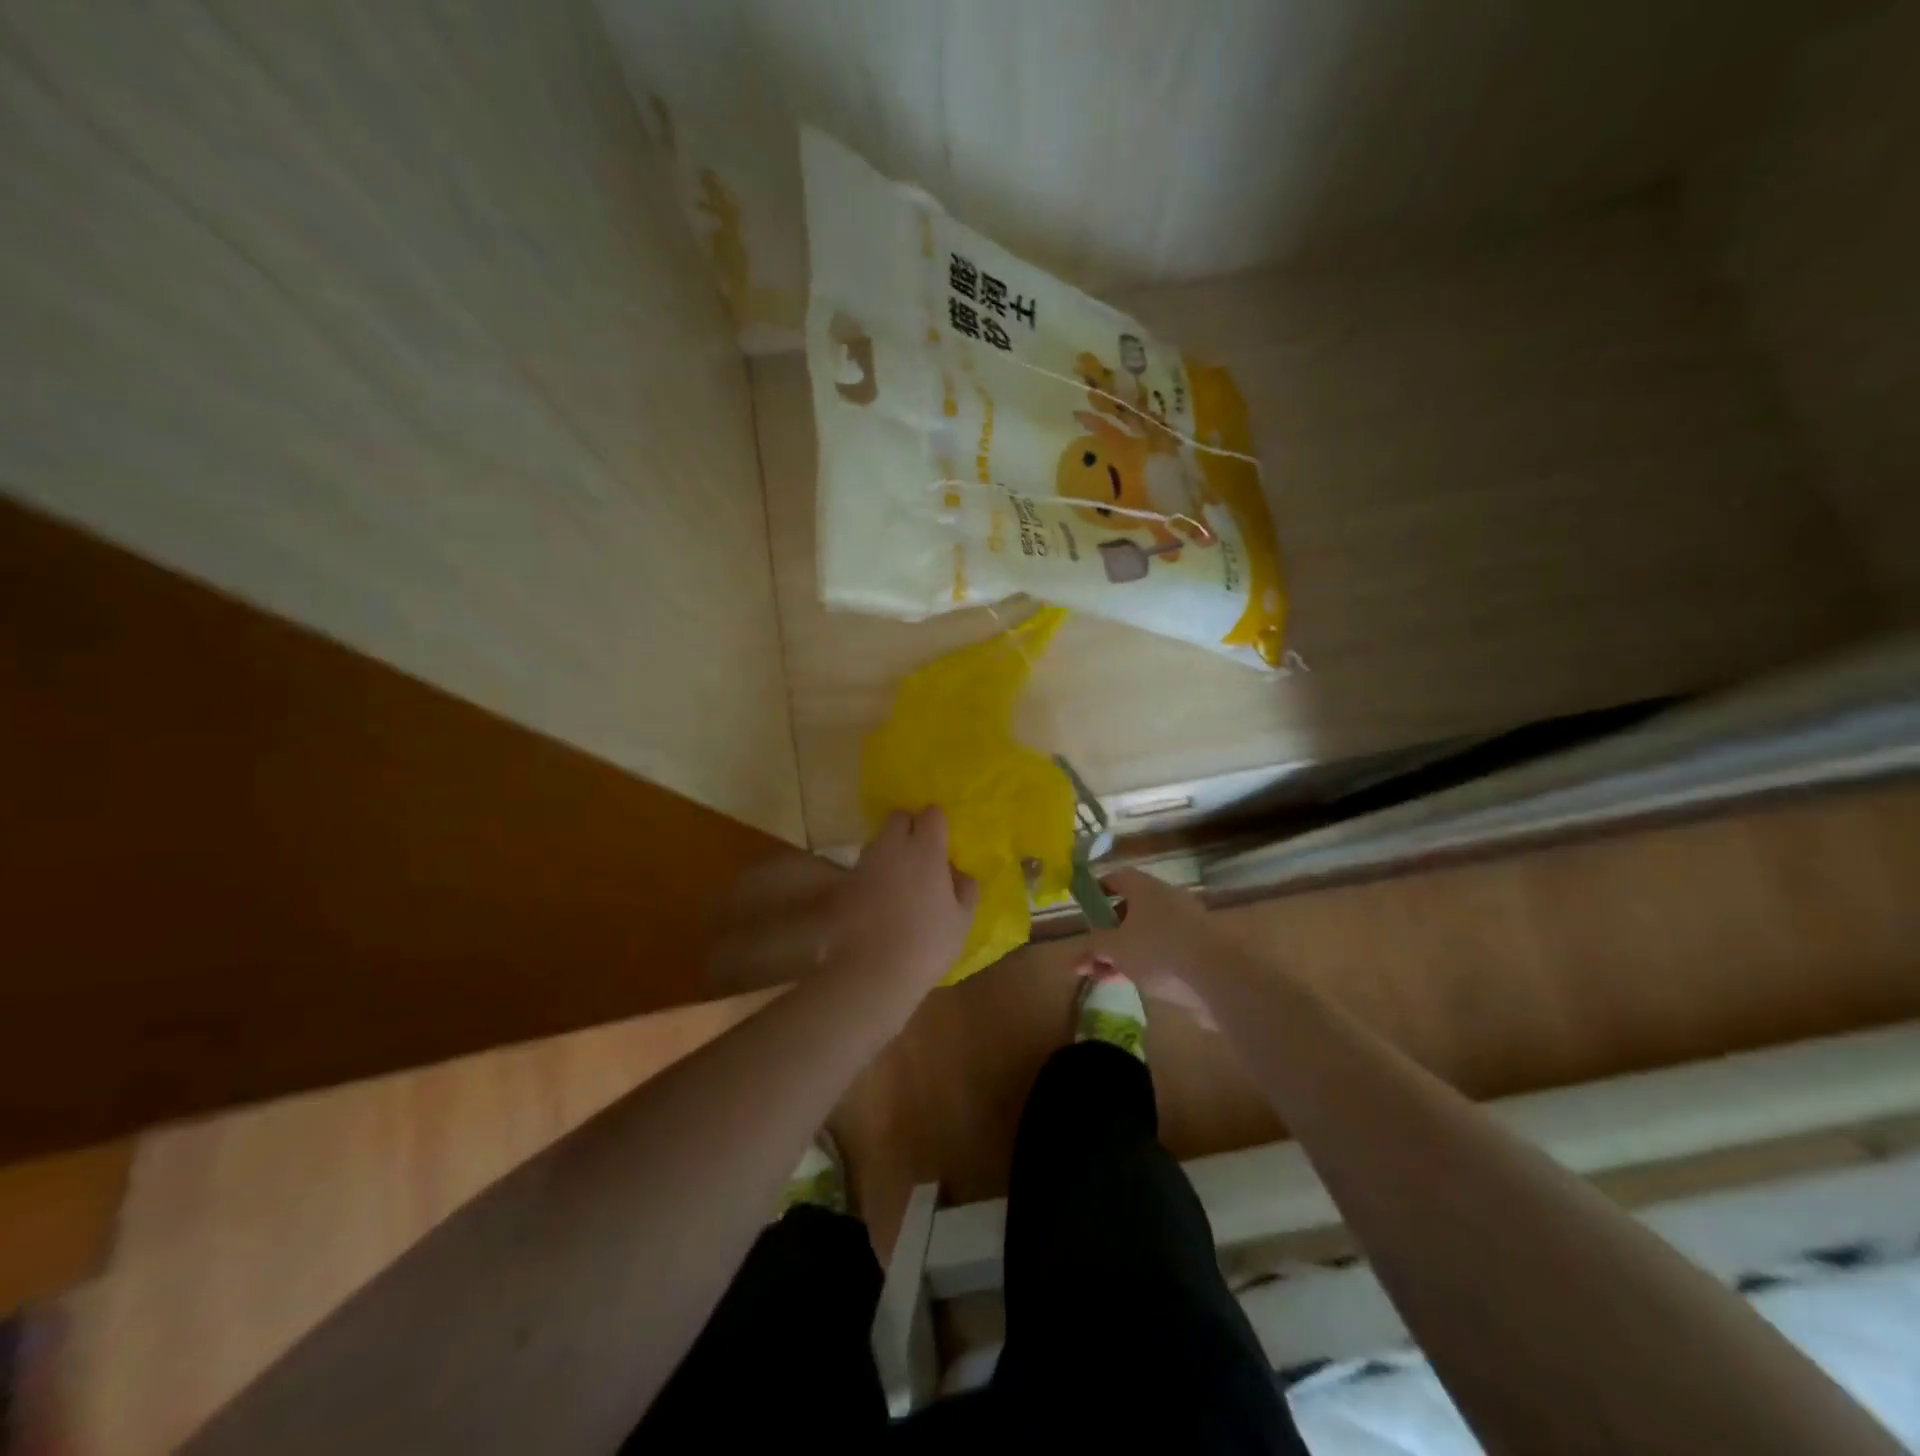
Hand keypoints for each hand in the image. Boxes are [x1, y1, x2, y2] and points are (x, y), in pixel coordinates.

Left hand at [828, 808, 978, 995]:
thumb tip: (960, 873)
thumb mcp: (963, 920)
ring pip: (879, 841)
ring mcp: (866, 863)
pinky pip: (863, 867)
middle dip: (909, 827)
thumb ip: (966, 889)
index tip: (942, 840)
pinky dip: (872, 875)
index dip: (937, 823)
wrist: (875, 970)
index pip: (931, 813)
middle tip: (920, 852)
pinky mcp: (846, 883)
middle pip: (898, 817)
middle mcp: (893, 847)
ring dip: (890, 850)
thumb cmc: (928, 943)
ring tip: (899, 878)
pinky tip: (879, 898)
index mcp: (926, 850)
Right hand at [1078, 868, 1224, 1025]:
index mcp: (1145, 888)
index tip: (1083, 910)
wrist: (1220, 978)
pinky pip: (1163, 950)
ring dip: (1122, 953)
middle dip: (1106, 933)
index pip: (1116, 878)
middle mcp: (1166, 899)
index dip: (1097, 891)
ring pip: (1145, 934)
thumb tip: (1077, 955)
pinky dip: (1144, 962)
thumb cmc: (1158, 951)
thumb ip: (1092, 948)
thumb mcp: (1115, 948)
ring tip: (1102, 977)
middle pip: (1130, 909)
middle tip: (1090, 954)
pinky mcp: (1198, 950)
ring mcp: (1185, 924)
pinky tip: (1130, 983)